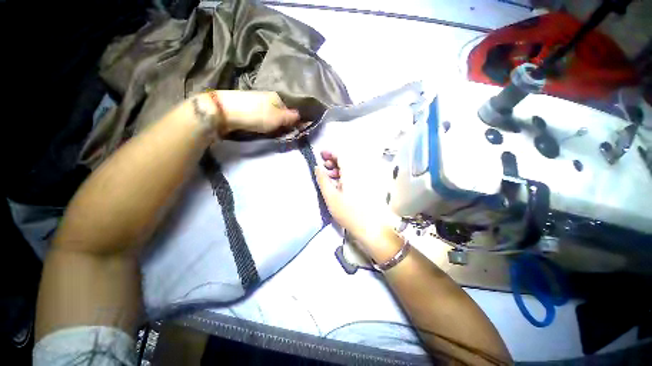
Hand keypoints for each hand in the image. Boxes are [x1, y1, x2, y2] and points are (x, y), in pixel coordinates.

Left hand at [212, 90, 299, 135]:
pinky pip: (260, 114)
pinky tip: (259, 125)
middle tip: (279, 132)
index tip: (291, 131)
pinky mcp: (246, 105)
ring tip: (269, 131)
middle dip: (281, 122)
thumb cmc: (256, 115)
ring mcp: (256, 100)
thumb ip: (290, 118)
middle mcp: (268, 96)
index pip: (290, 110)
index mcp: (277, 97)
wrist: (225, 111)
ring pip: (270, 113)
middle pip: (280, 112)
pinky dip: (262, 120)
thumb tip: (302, 116)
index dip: (292, 122)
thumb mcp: (277, 119)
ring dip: (272, 122)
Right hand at [315, 150, 396, 249]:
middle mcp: (361, 172)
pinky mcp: (368, 185)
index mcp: (352, 172)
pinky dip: (346, 175)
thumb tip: (317, 168)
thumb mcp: (331, 197)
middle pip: (347, 160)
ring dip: (339, 168)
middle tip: (324, 167)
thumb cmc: (349, 213)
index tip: (321, 155)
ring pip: (351, 167)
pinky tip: (340, 183)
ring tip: (330, 176)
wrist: (371, 228)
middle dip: (334, 161)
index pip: (341, 155)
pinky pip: (356, 174)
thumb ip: (323, 180)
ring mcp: (367, 178)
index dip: (330, 153)